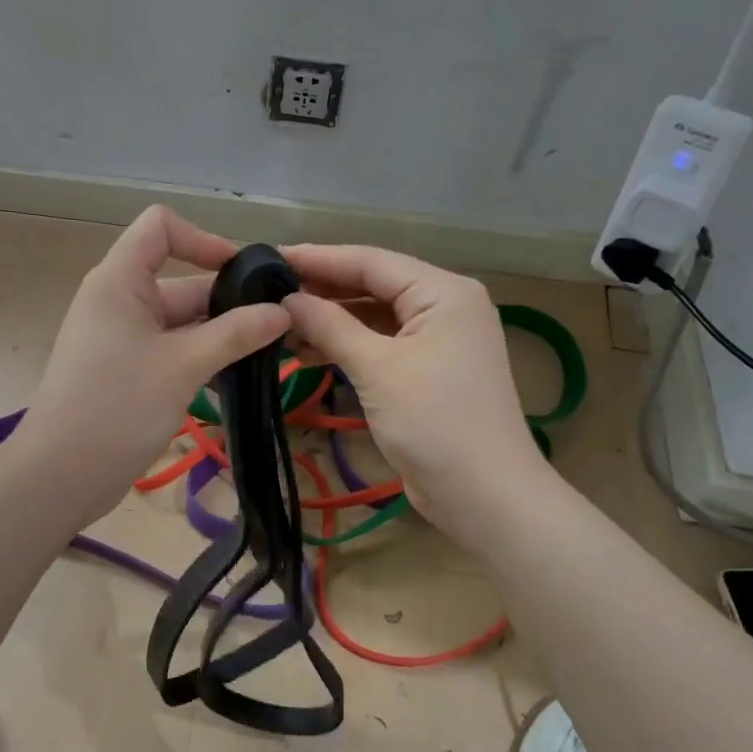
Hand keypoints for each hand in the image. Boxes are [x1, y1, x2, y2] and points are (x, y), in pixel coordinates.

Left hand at [15, 207, 288, 521]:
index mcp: (120, 280)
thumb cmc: (118, 406)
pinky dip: (201, 359)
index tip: (244, 275)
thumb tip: (283, 312)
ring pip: (182, 322)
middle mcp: (120, 300)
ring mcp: (122, 337)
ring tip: (269, 356)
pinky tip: (236, 381)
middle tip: (282, 328)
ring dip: (221, 336)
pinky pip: (171, 350)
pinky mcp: (126, 370)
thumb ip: (236, 334)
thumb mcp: (184, 365)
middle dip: (230, 302)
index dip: (204, 239)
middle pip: (182, 281)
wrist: (61, 475)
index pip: (161, 227)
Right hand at [281, 244, 545, 542]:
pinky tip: (308, 353)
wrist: (484, 495)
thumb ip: (330, 326)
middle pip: (374, 285)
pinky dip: (348, 346)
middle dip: (323, 289)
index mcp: (443, 292)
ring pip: (375, 317)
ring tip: (280, 325)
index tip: (270, 256)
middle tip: (268, 291)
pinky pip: (382, 344)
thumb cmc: (434, 422)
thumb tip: (287, 299)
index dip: (319, 258)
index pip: (372, 261)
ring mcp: (439, 340)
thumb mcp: (377, 369)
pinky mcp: (429, 370)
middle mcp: (445, 306)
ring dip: (331, 321)